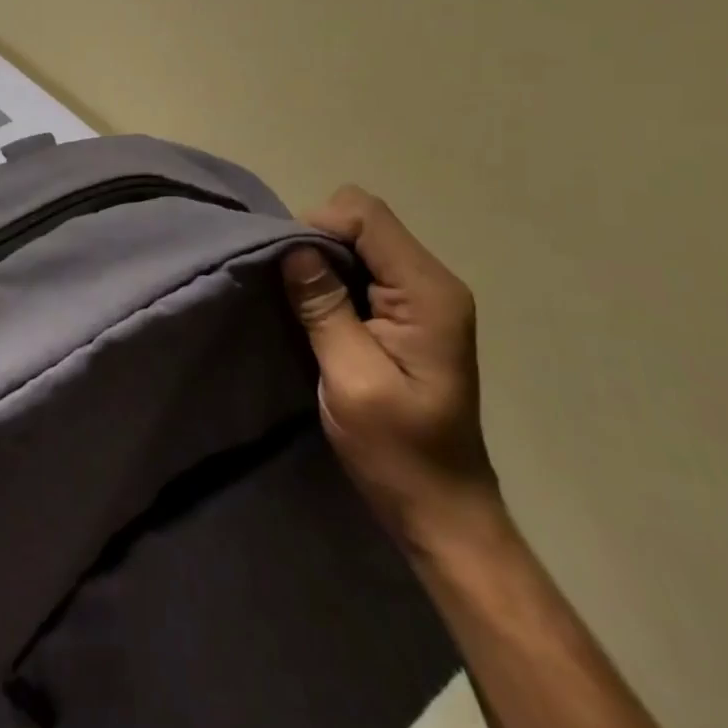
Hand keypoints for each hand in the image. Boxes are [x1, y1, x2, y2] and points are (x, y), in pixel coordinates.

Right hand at [282, 186, 499, 546]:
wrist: (442, 511)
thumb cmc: (398, 452)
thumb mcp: (352, 379)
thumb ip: (324, 306)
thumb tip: (291, 246)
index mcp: (428, 292)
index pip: (365, 216)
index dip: (317, 227)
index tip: (285, 267)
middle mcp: (432, 281)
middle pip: (363, 221)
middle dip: (317, 240)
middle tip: (289, 286)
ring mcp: (423, 296)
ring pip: (360, 240)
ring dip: (322, 260)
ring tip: (298, 298)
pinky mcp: (408, 312)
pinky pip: (363, 267)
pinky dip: (333, 276)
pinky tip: (319, 310)